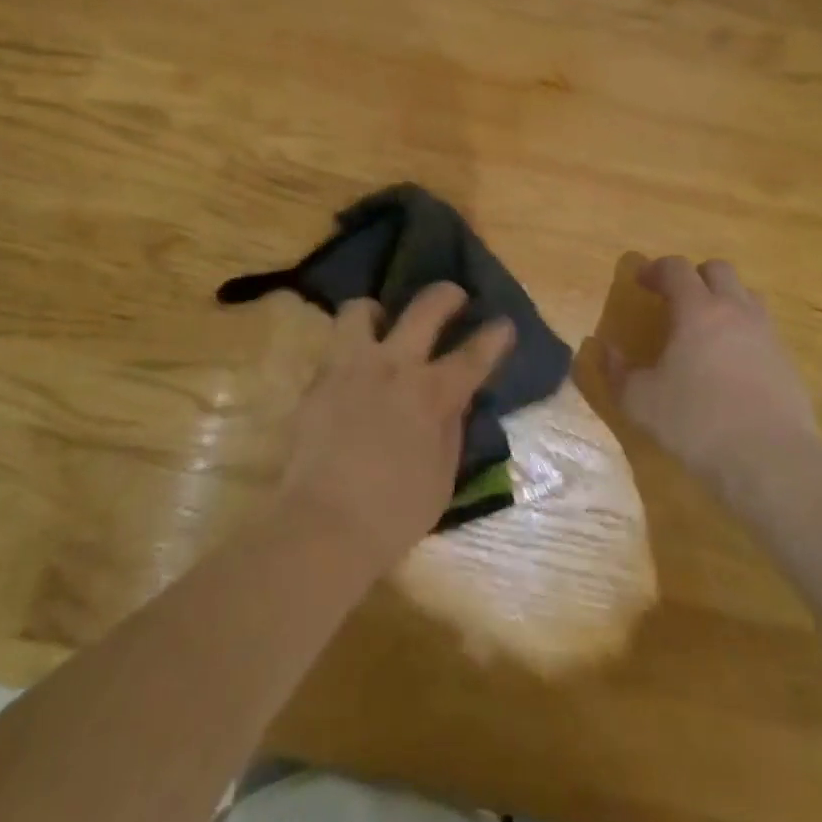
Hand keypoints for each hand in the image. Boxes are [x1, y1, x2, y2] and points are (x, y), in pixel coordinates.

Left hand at [279, 283, 513, 576]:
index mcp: (432, 394)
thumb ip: (450, 430)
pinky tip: (353, 368)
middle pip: (425, 308)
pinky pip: (334, 346)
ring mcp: (351, 367)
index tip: (503, 324)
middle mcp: (394, 366)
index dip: (494, 336)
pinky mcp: (318, 379)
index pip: (473, 355)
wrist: (322, 526)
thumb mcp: (441, 478)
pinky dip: (349, 349)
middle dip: (446, 295)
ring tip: (382, 325)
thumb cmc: (393, 514)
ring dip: (377, 312)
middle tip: (453, 297)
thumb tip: (454, 401)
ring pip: (361, 309)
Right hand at [602, 256, 820, 485]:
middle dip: (695, 277)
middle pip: (718, 270)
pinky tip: (733, 363)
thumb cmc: (697, 423)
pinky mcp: (788, 362)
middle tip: (676, 299)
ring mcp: (767, 334)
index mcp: (697, 310)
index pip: (676, 268)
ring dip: (725, 300)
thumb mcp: (641, 402)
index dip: (656, 269)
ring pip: (747, 296)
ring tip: (708, 327)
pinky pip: (764, 330)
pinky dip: (745, 332)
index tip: (641, 282)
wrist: (772, 461)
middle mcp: (735, 311)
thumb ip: (617, 372)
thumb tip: (606, 350)